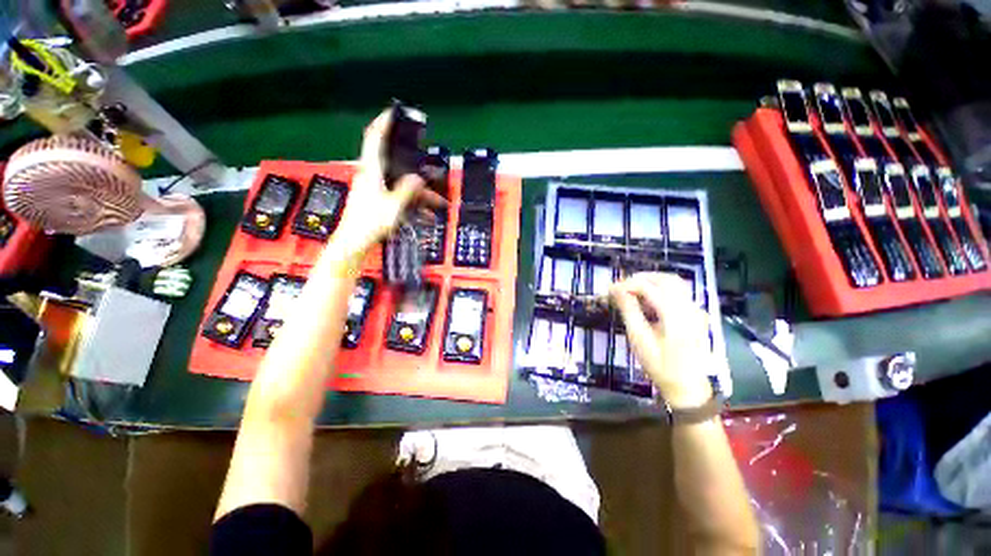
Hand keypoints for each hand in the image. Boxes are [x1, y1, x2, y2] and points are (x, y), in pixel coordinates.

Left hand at [332, 109, 445, 254]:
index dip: (383, 122)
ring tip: (436, 202)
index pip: (374, 138)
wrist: (353, 242)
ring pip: (399, 182)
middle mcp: (370, 175)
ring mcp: (372, 188)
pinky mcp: (375, 199)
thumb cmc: (370, 222)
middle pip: (392, 160)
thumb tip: (417, 177)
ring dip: (417, 190)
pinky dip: (411, 201)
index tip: (393, 112)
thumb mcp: (393, 206)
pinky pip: (397, 194)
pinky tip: (425, 214)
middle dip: (410, 162)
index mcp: (370, 170)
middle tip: (426, 164)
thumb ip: (407, 190)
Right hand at [610, 273, 713, 408]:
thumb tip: (615, 290)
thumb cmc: (660, 367)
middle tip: (620, 288)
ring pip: (674, 283)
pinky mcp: (696, 315)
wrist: (687, 388)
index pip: (649, 287)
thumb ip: (629, 310)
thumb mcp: (639, 340)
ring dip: (651, 282)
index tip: (610, 290)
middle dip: (640, 279)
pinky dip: (660, 290)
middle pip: (665, 279)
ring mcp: (696, 311)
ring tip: (631, 292)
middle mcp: (690, 308)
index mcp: (676, 316)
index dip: (627, 284)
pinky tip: (647, 301)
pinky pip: (678, 292)